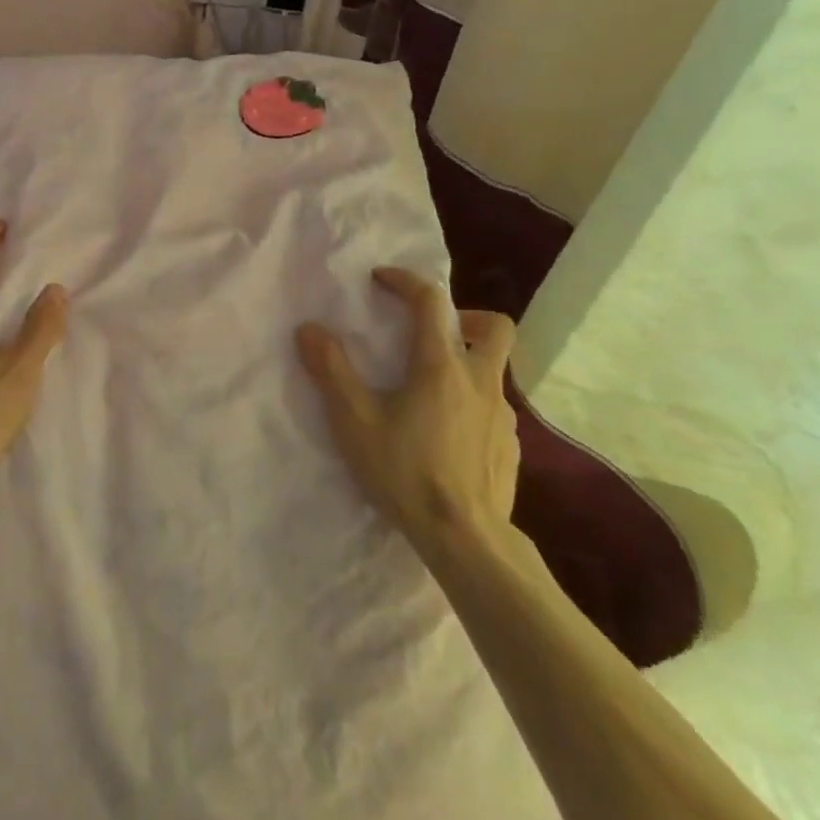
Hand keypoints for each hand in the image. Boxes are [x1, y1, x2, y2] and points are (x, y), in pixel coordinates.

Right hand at [295, 268, 518, 547]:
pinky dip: (472, 404)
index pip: (432, 301)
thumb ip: (331, 370)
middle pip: (494, 326)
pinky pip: (495, 409)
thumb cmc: (406, 471)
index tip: (381, 280)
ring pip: (494, 370)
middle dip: (464, 316)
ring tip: (430, 391)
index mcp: (442, 365)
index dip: (406, 281)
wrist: (465, 539)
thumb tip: (309, 328)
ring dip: (466, 364)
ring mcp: (503, 416)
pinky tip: (448, 433)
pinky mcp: (510, 447)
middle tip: (430, 333)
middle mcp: (480, 381)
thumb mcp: (354, 420)